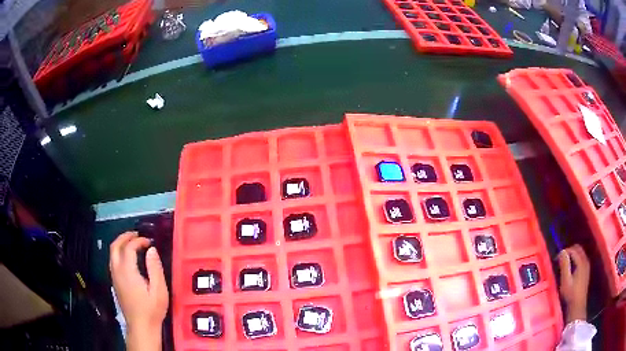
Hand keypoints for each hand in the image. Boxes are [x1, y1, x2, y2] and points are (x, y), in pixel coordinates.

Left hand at [109, 232, 168, 350]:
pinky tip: (128, 258)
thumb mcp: (159, 290)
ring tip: (133, 243)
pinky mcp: (115, 282)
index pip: (128, 247)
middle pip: (115, 246)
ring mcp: (114, 277)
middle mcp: (117, 271)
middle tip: (137, 234)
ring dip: (121, 244)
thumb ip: (155, 268)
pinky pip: (113, 261)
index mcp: (127, 271)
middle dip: (125, 237)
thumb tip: (151, 250)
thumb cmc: (152, 309)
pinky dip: (119, 253)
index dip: (138, 240)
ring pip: (112, 253)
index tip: (149, 242)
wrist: (141, 326)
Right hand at [557, 244, 590, 322]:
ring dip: (573, 255)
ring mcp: (587, 265)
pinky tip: (571, 268)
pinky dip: (576, 259)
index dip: (565, 252)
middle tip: (561, 259)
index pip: (573, 250)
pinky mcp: (586, 270)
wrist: (578, 305)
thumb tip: (562, 252)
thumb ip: (564, 266)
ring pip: (580, 253)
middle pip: (578, 249)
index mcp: (581, 261)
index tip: (557, 258)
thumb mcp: (565, 281)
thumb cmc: (571, 294)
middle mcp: (585, 260)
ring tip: (565, 263)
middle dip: (569, 251)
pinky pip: (582, 258)